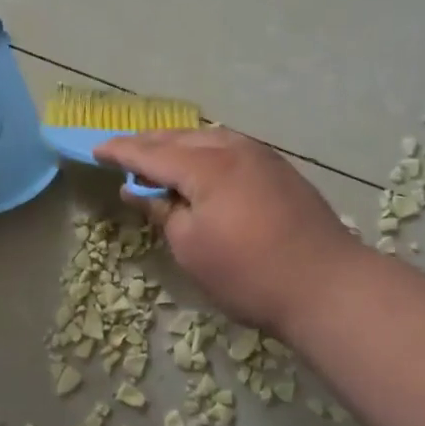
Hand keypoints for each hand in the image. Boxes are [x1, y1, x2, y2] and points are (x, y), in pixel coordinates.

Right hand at [94, 128, 362, 333]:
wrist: (329, 287)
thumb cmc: (248, 273)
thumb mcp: (191, 247)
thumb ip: (161, 211)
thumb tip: (137, 190)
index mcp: (206, 165)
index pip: (150, 152)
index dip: (120, 151)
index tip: (96, 150)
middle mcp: (233, 149)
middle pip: (179, 137)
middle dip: (148, 144)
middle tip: (122, 154)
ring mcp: (261, 156)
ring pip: (207, 138)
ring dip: (178, 146)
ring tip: (158, 158)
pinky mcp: (280, 170)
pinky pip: (229, 148)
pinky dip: (204, 152)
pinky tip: (200, 166)